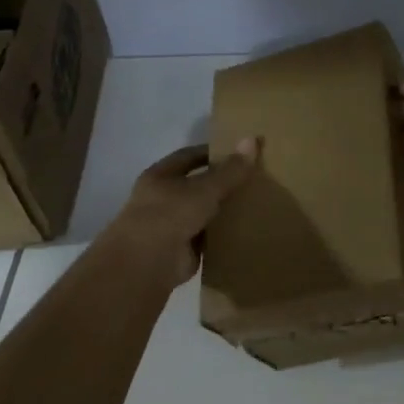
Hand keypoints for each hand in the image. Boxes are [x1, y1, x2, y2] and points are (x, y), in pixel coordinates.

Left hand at [104, 141, 257, 291]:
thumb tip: (252, 139)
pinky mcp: (182, 250)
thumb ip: (230, 169)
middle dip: (221, 182)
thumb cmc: (170, 214)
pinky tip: (247, 230)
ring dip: (222, 210)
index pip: (188, 156)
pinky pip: (208, 237)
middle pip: (196, 185)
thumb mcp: (205, 188)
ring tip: (255, 202)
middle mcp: (162, 199)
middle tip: (253, 177)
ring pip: (202, 212)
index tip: (238, 151)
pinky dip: (223, 235)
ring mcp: (171, 225)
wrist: (147, 263)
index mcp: (159, 176)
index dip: (211, 152)